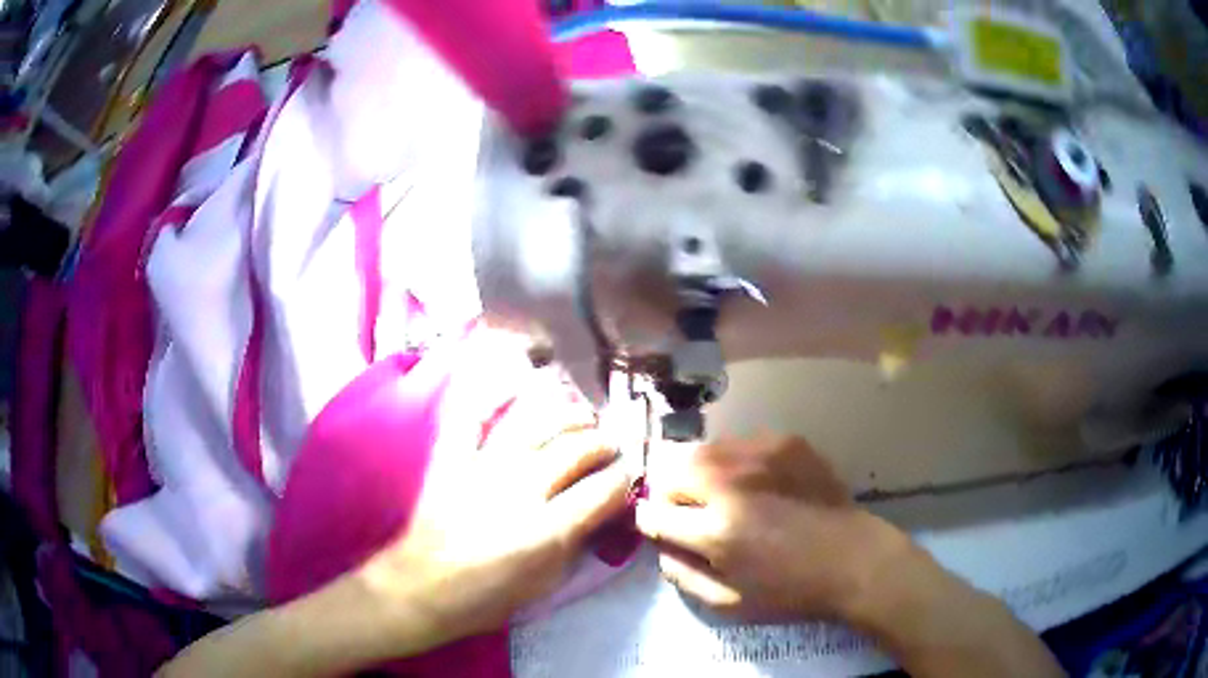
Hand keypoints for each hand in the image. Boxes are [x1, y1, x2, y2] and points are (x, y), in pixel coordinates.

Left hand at [357, 378, 632, 652]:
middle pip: (577, 449)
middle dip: (605, 443)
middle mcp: (521, 488)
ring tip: (582, 417)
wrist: (423, 587)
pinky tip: (519, 383)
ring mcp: (484, 466)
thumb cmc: (488, 595)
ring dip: (568, 414)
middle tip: (612, 446)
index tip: (629, 477)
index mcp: (548, 530)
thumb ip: (580, 542)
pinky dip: (496, 394)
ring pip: (537, 422)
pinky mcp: (454, 456)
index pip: (605, 488)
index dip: (625, 479)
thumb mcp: (547, 583)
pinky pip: (475, 413)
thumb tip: (606, 511)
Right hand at [636, 434, 910, 621]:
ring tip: (718, 493)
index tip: (659, 527)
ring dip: (697, 473)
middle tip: (689, 511)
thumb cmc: (791, 591)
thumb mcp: (729, 604)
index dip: (650, 522)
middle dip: (669, 493)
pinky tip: (751, 481)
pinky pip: (738, 443)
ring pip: (702, 450)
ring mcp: (761, 455)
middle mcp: (732, 485)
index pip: (654, 514)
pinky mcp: (785, 441)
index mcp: (717, 532)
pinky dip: (731, 461)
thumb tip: (659, 546)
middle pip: (670, 470)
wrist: (853, 559)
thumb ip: (682, 575)